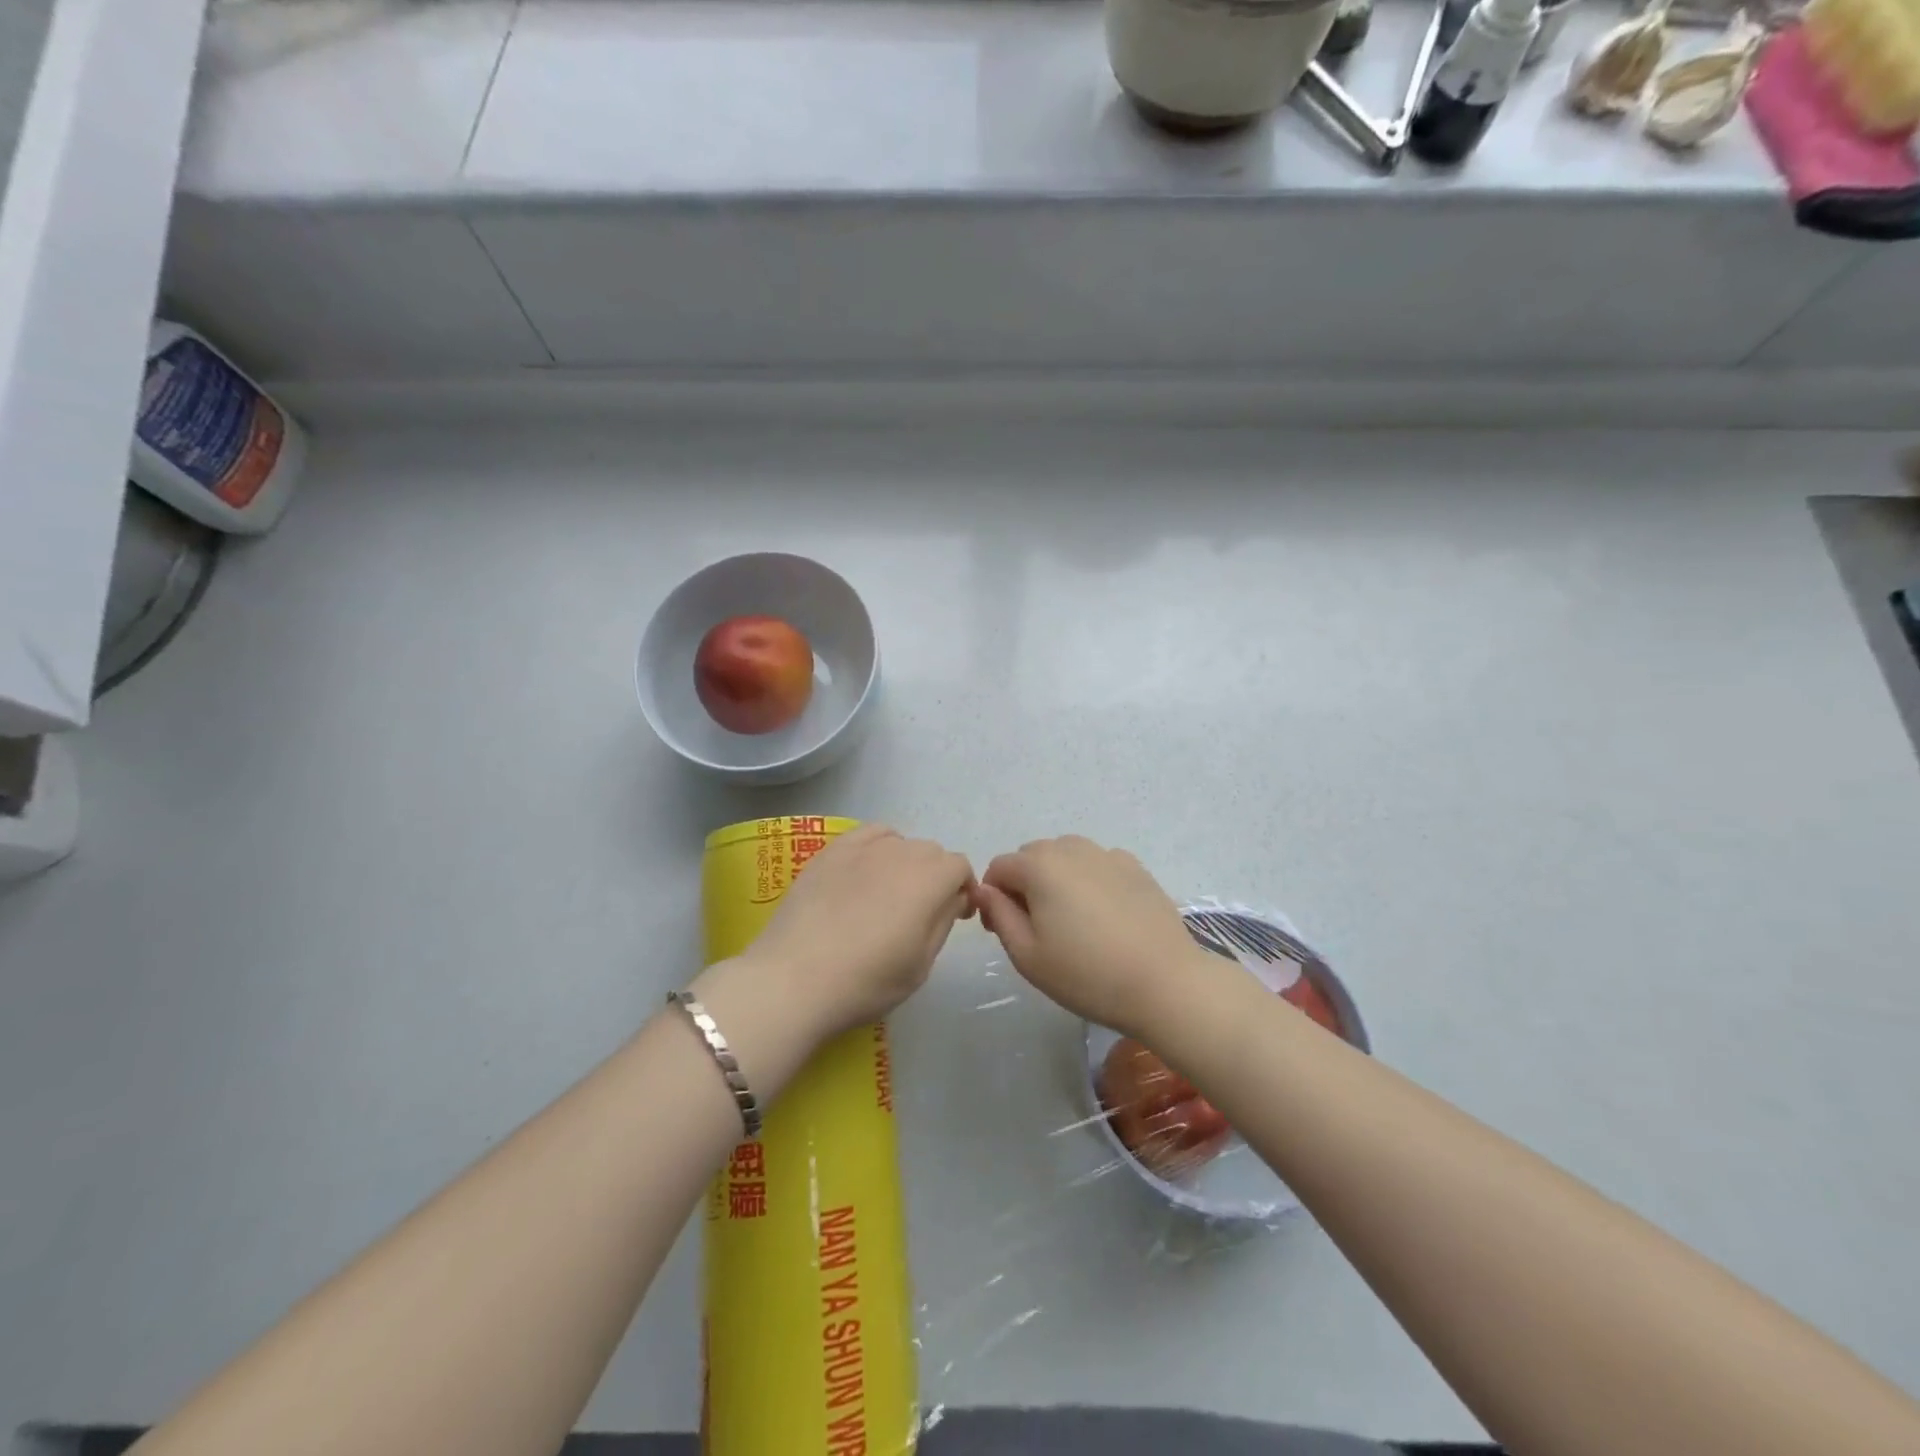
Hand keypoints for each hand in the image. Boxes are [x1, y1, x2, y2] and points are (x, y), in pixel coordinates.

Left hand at [742, 825, 975, 1037]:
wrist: (794, 979)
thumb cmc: (866, 981)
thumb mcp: (921, 965)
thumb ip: (943, 922)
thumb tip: (954, 898)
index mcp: (930, 880)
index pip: (960, 867)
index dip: (963, 890)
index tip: (954, 916)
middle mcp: (902, 852)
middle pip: (932, 853)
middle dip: (936, 877)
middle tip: (920, 913)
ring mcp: (864, 847)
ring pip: (901, 842)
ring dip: (906, 863)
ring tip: (888, 894)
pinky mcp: (832, 850)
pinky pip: (868, 834)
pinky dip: (878, 846)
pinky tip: (865, 871)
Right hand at [975, 836, 1214, 1038]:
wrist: (1165, 983)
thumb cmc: (1086, 974)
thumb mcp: (1027, 955)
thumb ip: (998, 916)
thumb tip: (984, 891)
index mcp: (1040, 866)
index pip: (999, 868)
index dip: (992, 897)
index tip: (1003, 930)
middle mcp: (1071, 848)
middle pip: (1032, 856)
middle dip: (1024, 884)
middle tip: (1036, 928)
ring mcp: (1107, 854)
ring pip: (1066, 856)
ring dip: (1057, 878)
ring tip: (1071, 919)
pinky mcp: (1135, 867)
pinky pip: (1097, 864)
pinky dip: (1089, 879)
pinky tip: (1103, 915)